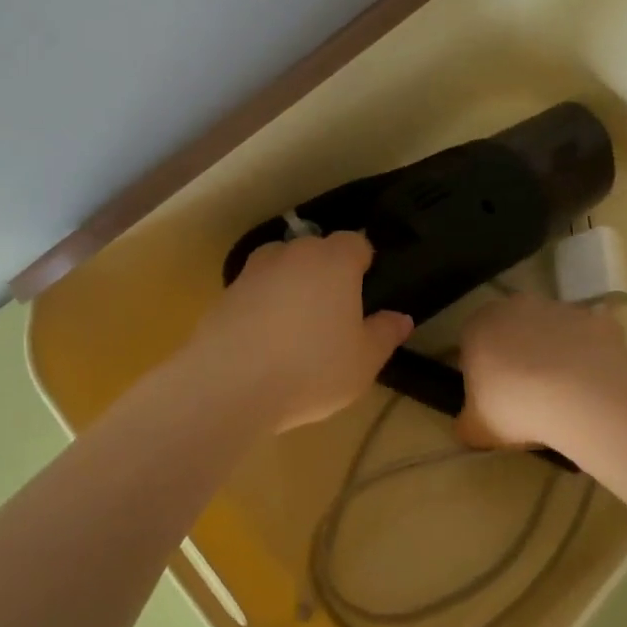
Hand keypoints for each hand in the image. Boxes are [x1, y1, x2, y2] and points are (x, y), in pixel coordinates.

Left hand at [185, 232, 412, 432]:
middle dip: (326, 272)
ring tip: (296, 324)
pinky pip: (254, 290)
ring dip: (291, 284)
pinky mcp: (225, 293)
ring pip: (281, 266)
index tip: (366, 290)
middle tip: (334, 313)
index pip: (356, 243)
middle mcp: (294, 253)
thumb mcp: (363, 361)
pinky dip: (262, 305)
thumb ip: (385, 334)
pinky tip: (264, 340)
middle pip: (316, 250)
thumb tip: (401, 318)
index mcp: (335, 261)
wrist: (229, 384)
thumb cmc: (311, 368)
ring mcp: (254, 270)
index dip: (363, 262)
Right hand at [458, 294, 626, 449]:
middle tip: (528, 394)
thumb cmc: (516, 407)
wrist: (582, 396)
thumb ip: (466, 423)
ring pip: (550, 330)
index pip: (472, 342)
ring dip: (553, 352)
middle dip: (517, 354)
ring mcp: (558, 308)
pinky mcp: (594, 318)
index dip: (481, 369)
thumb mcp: (477, 429)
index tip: (493, 397)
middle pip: (512, 330)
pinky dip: (588, 355)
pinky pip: (587, 337)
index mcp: (478, 326)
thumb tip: (467, 425)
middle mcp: (515, 306)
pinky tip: (592, 384)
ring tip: (564, 394)